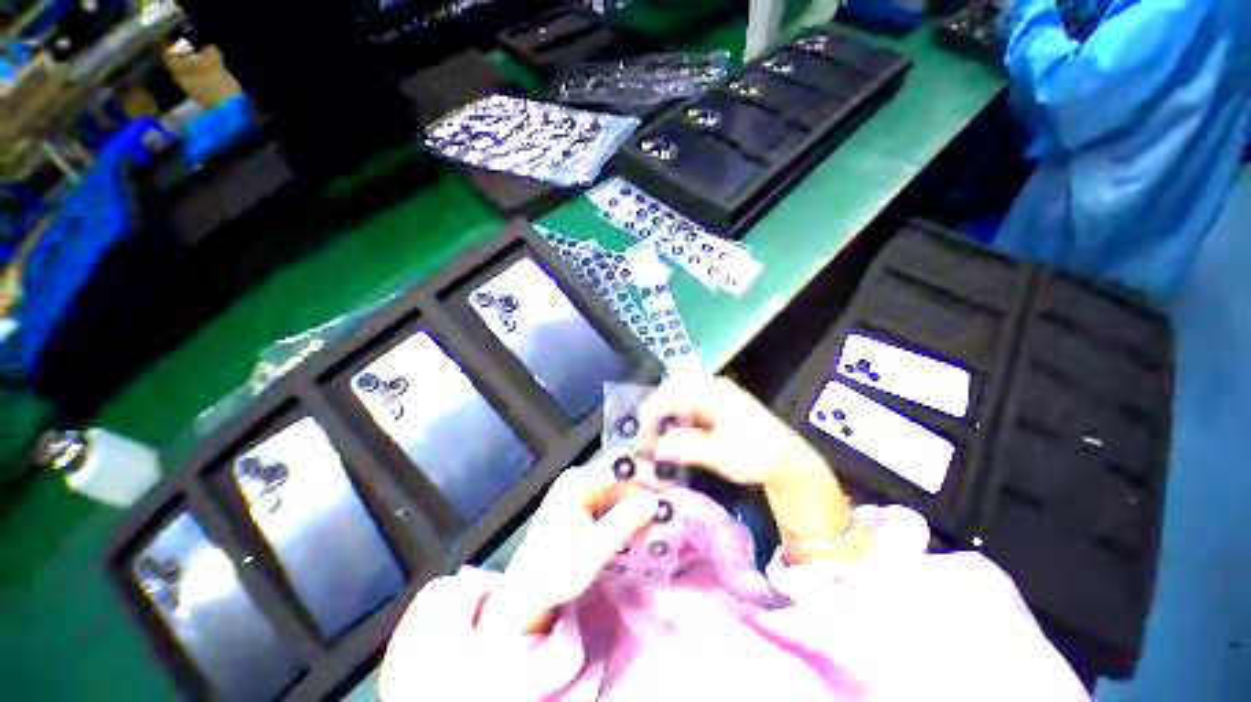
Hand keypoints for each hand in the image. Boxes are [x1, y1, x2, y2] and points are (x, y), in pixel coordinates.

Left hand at [479, 460, 659, 634]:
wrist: (525, 593)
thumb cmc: (553, 573)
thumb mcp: (592, 551)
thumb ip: (623, 522)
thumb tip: (655, 499)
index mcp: (577, 481)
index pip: (619, 465)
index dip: (645, 474)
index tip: (669, 490)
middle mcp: (579, 478)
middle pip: (620, 475)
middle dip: (644, 491)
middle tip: (668, 509)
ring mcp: (580, 490)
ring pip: (619, 489)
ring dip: (638, 503)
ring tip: (661, 518)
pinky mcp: (583, 504)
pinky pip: (612, 500)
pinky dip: (627, 512)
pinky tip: (642, 525)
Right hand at [636, 374, 864, 562]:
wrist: (786, 458)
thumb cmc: (756, 454)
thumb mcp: (722, 455)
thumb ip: (688, 448)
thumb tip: (656, 446)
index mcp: (712, 392)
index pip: (670, 395)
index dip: (651, 414)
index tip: (641, 439)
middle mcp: (711, 385)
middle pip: (672, 387)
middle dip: (655, 410)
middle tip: (647, 437)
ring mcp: (714, 392)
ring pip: (679, 392)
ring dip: (665, 412)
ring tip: (657, 435)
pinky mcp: (715, 403)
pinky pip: (687, 401)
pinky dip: (676, 415)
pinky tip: (673, 431)